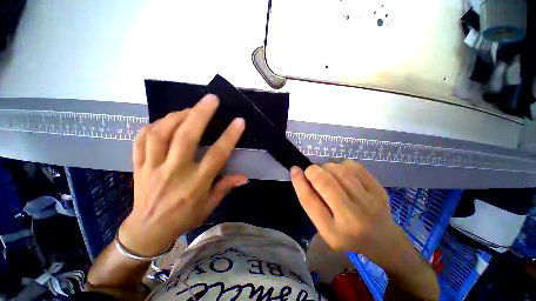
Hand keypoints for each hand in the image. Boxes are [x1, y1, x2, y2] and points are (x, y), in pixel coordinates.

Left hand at [119, 94, 246, 256]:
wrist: (148, 230)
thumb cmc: (184, 218)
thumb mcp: (209, 206)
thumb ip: (225, 187)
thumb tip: (244, 177)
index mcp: (195, 184)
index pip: (216, 156)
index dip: (229, 137)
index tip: (239, 121)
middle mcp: (174, 172)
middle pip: (186, 138)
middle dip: (200, 114)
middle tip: (211, 99)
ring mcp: (152, 167)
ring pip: (161, 134)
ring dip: (176, 116)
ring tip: (189, 109)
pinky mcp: (138, 166)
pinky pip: (141, 140)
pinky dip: (152, 126)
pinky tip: (164, 121)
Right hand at [290, 161, 401, 264]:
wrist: (383, 241)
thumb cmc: (346, 235)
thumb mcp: (324, 227)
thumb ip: (311, 202)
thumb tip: (299, 174)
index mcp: (333, 232)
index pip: (309, 201)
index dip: (299, 182)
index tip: (294, 170)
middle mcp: (352, 218)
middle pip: (325, 183)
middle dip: (313, 171)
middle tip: (311, 172)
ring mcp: (369, 203)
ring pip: (340, 171)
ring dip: (327, 167)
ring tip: (327, 173)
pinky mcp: (379, 190)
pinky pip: (355, 166)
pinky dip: (342, 164)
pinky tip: (342, 172)